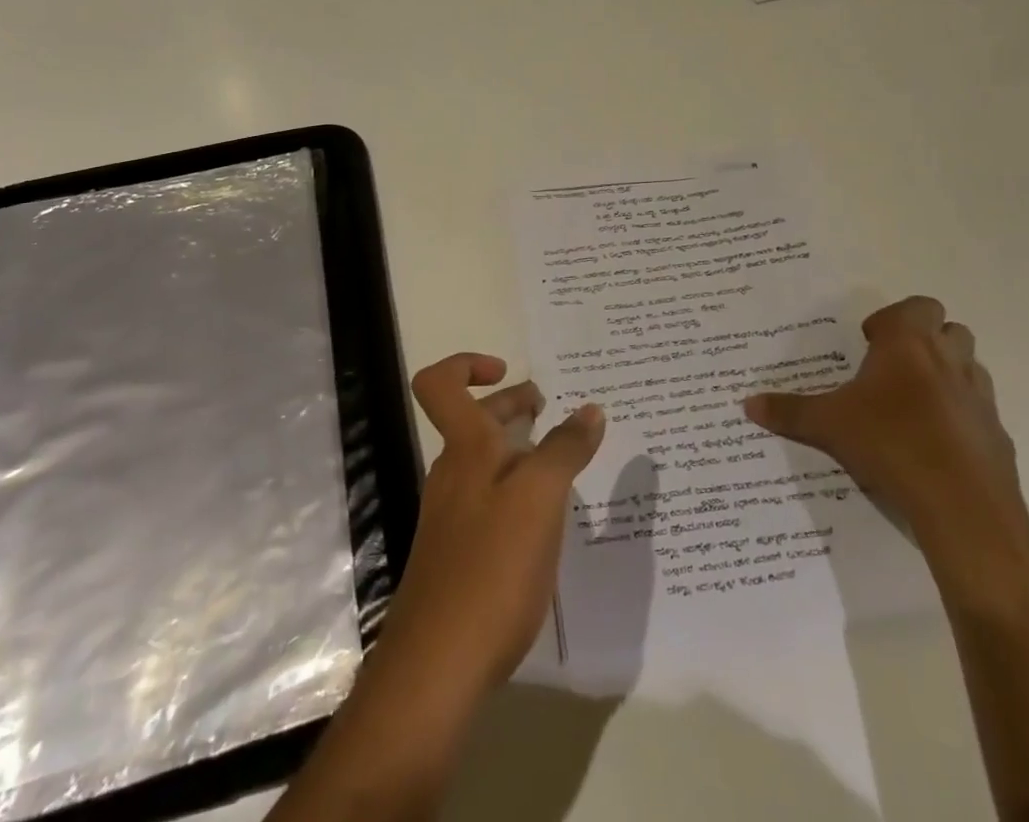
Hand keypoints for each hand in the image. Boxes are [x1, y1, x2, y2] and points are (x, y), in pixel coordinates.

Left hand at [376, 354, 606, 699]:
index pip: (440, 383)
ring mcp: (452, 515)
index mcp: (465, 449)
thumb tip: (590, 409)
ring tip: (562, 466)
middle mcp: (452, 473)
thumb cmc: (491, 566)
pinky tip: (545, 523)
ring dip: (518, 451)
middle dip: (510, 406)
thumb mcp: (540, 499)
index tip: (507, 370)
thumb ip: (565, 450)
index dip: (466, 363)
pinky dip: (516, 493)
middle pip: (473, 421)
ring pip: (485, 463)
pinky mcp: (459, 554)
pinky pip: (490, 502)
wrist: (438, 664)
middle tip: (550, 410)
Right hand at [745, 296, 1027, 567]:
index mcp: (909, 344)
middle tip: (893, 367)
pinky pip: (979, 411)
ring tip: (914, 403)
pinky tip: (936, 444)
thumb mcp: (827, 425)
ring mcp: (979, 397)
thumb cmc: (889, 443)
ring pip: (970, 367)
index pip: (917, 306)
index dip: (894, 319)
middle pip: (950, 329)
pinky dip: (961, 416)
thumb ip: (789, 412)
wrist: (962, 505)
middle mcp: (949, 360)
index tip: (870, 342)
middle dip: (926, 341)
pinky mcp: (997, 434)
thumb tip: (747, 404)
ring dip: (947, 374)